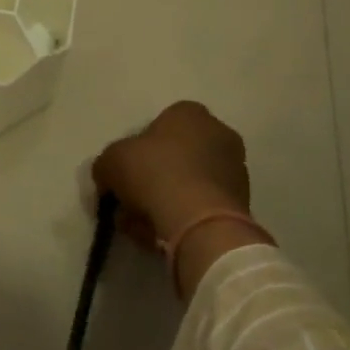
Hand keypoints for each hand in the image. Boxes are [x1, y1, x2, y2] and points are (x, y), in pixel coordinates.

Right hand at [93, 101, 264, 297]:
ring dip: (166, 202)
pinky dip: (185, 218)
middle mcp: (219, 133)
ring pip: (189, 184)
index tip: (125, 174)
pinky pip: (203, 207)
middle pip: (175, 156)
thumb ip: (107, 164)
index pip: (159, 126)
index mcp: (190, 113)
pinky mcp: (242, 203)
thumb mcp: (111, 161)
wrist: (198, 221)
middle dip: (152, 179)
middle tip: (131, 202)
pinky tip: (164, 235)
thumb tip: (108, 178)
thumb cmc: (154, 173)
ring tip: (143, 226)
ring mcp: (235, 169)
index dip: (137, 151)